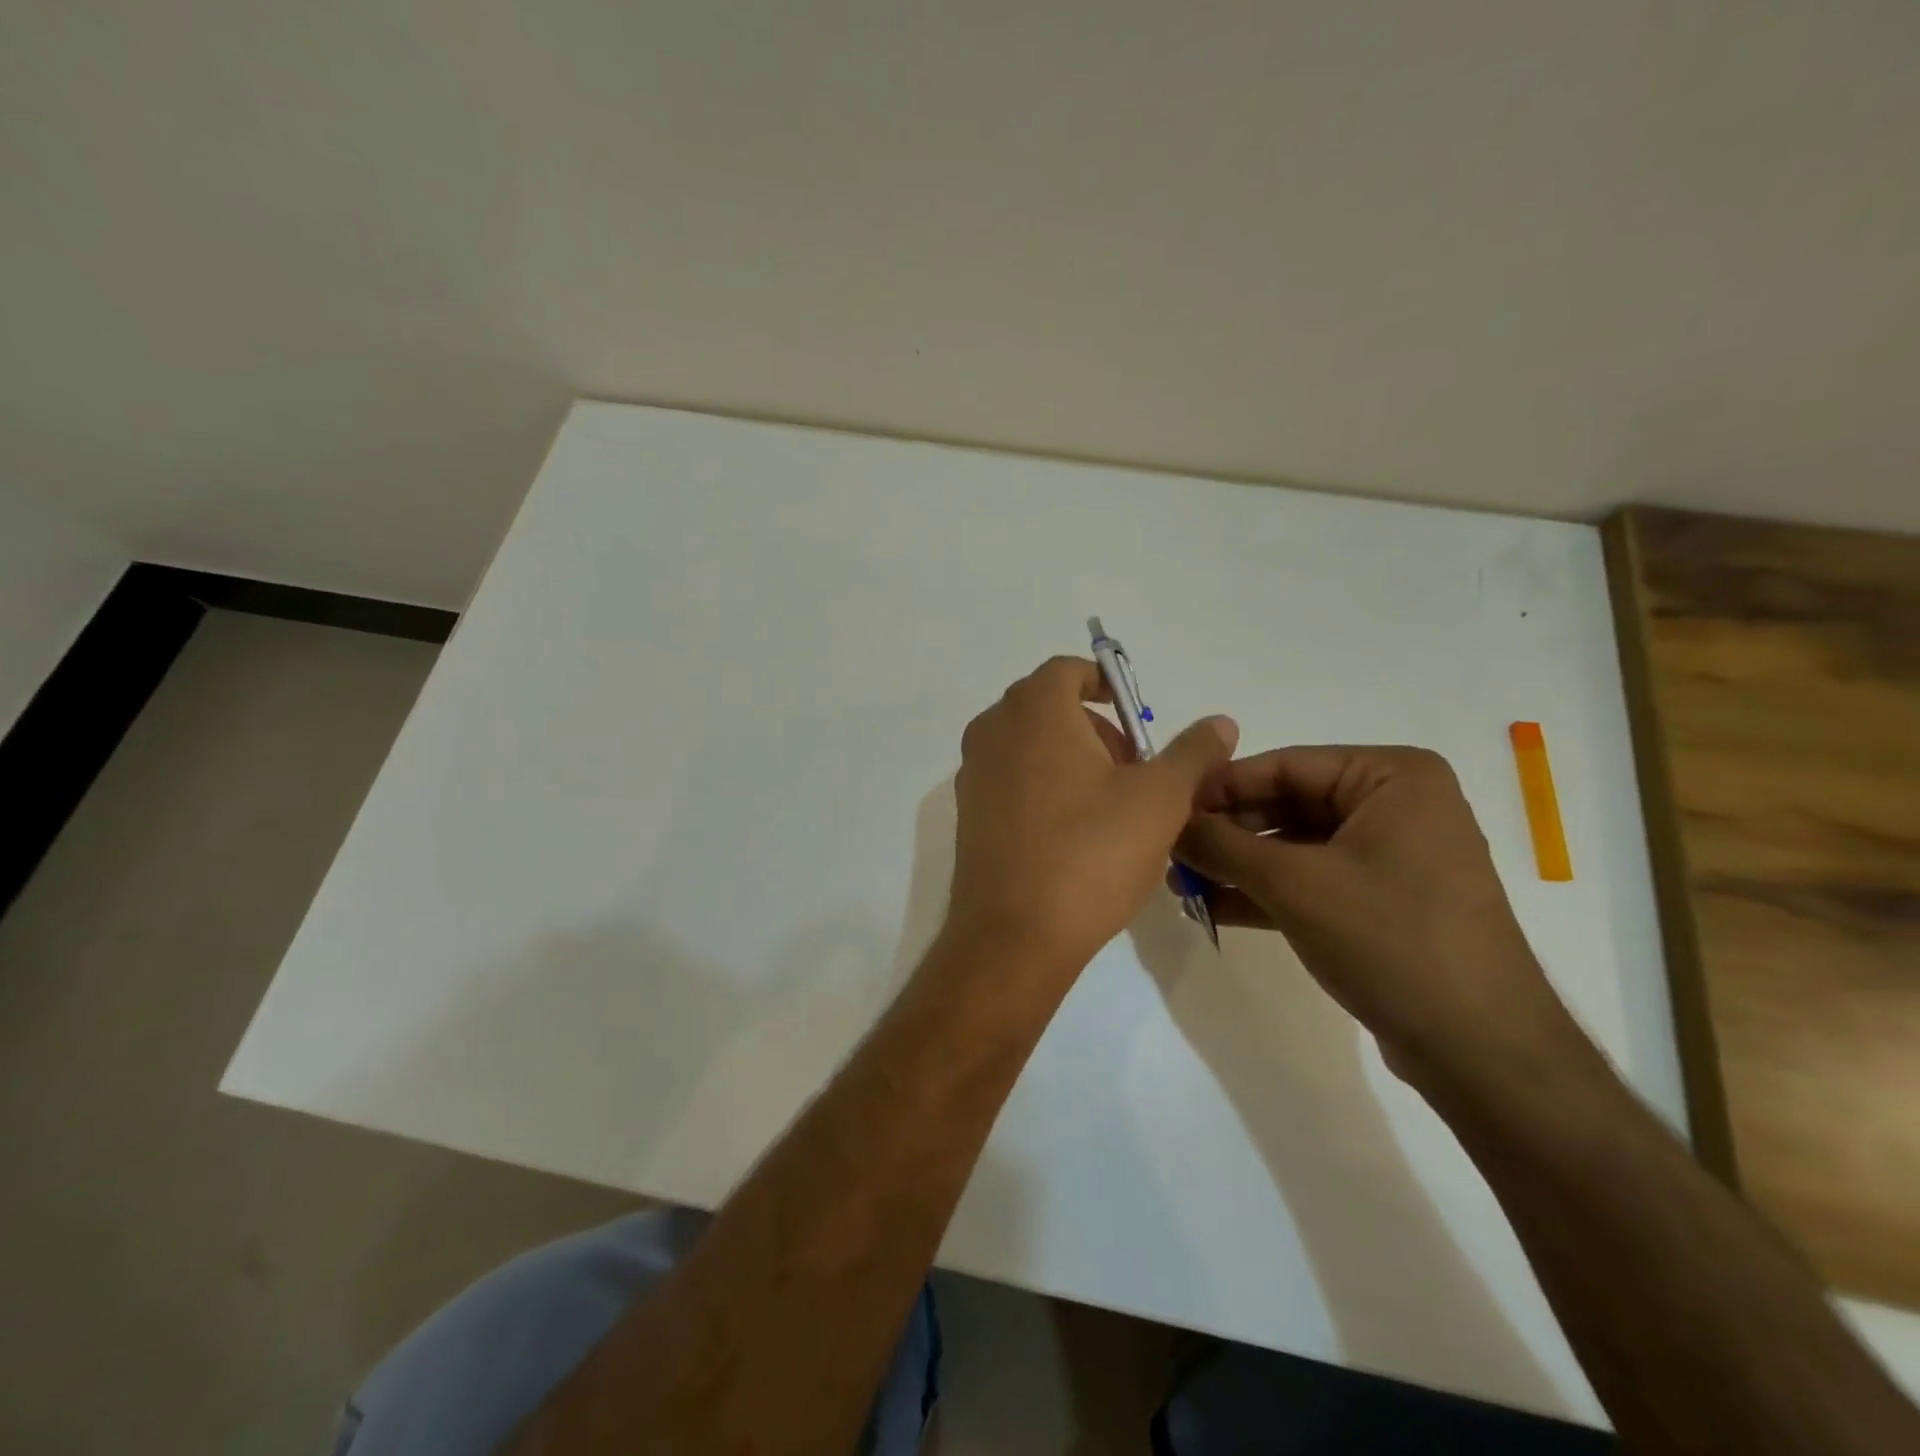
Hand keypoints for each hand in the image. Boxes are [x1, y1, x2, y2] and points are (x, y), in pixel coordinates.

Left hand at [947, 657, 1237, 972]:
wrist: (1014, 935)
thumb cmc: (1090, 853)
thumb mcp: (1160, 799)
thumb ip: (1192, 752)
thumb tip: (1220, 722)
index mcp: (1033, 710)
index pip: (1068, 671)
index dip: (1108, 687)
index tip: (1137, 723)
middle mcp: (992, 731)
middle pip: (1048, 707)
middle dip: (1095, 728)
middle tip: (1133, 771)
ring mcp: (972, 774)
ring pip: (1029, 745)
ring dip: (1070, 759)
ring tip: (1110, 807)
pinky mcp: (967, 814)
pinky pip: (1010, 779)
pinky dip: (1043, 786)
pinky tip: (1073, 834)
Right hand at [1175, 746, 1579, 1087]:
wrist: (1480, 1050)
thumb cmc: (1391, 940)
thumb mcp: (1293, 884)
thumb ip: (1222, 846)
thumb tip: (1167, 822)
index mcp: (1392, 777)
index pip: (1285, 765)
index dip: (1220, 787)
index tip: (1166, 808)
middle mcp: (1396, 805)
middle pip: (1288, 803)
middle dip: (1227, 832)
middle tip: (1170, 851)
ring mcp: (1392, 855)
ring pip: (1295, 846)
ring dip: (1238, 865)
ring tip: (1181, 884)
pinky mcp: (1384, 901)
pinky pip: (1313, 880)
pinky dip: (1266, 892)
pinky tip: (1213, 906)